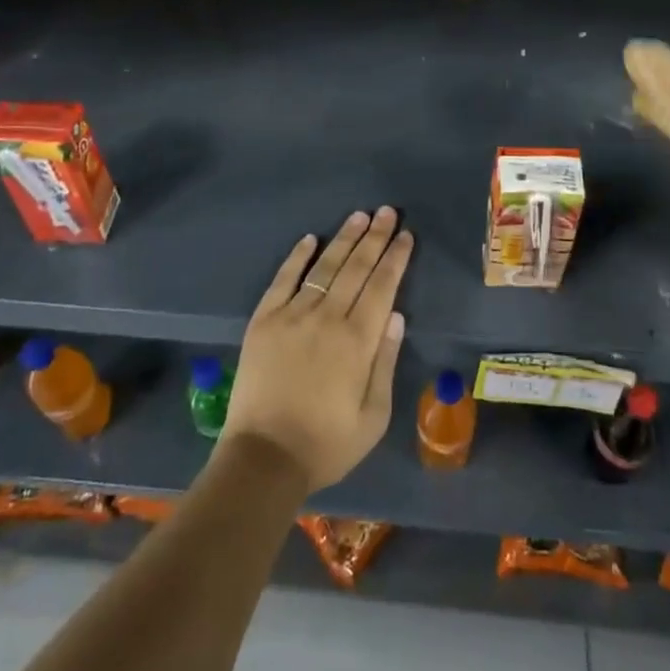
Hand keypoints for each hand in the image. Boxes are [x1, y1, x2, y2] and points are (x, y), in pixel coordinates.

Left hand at [219, 207, 409, 493]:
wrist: (263, 459)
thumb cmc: (326, 444)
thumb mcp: (373, 416)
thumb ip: (385, 361)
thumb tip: (396, 315)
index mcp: (357, 341)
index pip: (382, 286)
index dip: (395, 258)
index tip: (405, 235)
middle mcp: (327, 318)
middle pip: (356, 268)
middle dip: (375, 237)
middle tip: (387, 211)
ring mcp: (292, 315)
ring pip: (324, 266)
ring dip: (344, 238)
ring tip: (359, 216)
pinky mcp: (264, 321)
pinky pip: (283, 279)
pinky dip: (297, 257)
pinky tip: (310, 238)